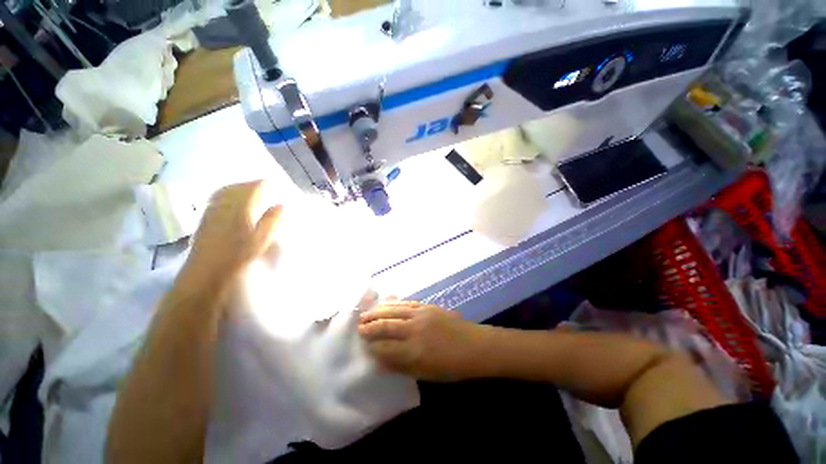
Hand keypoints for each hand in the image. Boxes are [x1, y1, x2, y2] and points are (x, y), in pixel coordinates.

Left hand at [181, 181, 281, 286]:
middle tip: (264, 187)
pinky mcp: (205, 218)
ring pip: (226, 190)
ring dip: (239, 187)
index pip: (254, 188)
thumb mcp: (262, 239)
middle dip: (251, 184)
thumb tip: (280, 205)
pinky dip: (227, 194)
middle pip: (238, 186)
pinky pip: (217, 198)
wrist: (206, 272)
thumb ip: (272, 220)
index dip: (265, 185)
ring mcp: (212, 210)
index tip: (275, 186)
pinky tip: (232, 202)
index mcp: (241, 208)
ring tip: (249, 192)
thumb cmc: (239, 255)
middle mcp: (225, 204)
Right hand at [359, 302, 488, 380]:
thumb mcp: (426, 373)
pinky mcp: (428, 306)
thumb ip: (402, 365)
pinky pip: (407, 303)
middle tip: (359, 326)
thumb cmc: (452, 366)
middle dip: (370, 327)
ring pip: (394, 311)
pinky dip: (394, 304)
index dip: (372, 347)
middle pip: (386, 326)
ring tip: (366, 314)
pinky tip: (387, 304)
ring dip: (378, 312)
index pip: (385, 348)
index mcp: (414, 352)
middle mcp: (414, 330)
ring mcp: (421, 315)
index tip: (363, 346)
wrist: (475, 346)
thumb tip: (381, 360)